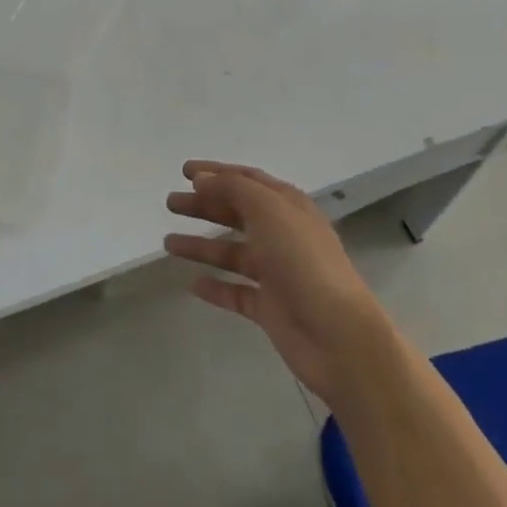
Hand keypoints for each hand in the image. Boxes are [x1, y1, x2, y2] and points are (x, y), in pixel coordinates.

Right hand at [164, 161, 390, 407]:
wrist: (338, 335)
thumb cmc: (303, 261)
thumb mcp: (269, 210)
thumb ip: (233, 188)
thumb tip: (202, 178)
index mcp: (287, 206)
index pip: (247, 179)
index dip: (216, 172)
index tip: (184, 171)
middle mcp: (282, 234)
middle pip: (236, 213)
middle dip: (203, 206)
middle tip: (170, 204)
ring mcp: (276, 273)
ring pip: (232, 252)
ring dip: (201, 245)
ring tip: (168, 243)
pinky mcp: (270, 307)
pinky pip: (236, 291)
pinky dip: (215, 287)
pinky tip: (192, 284)